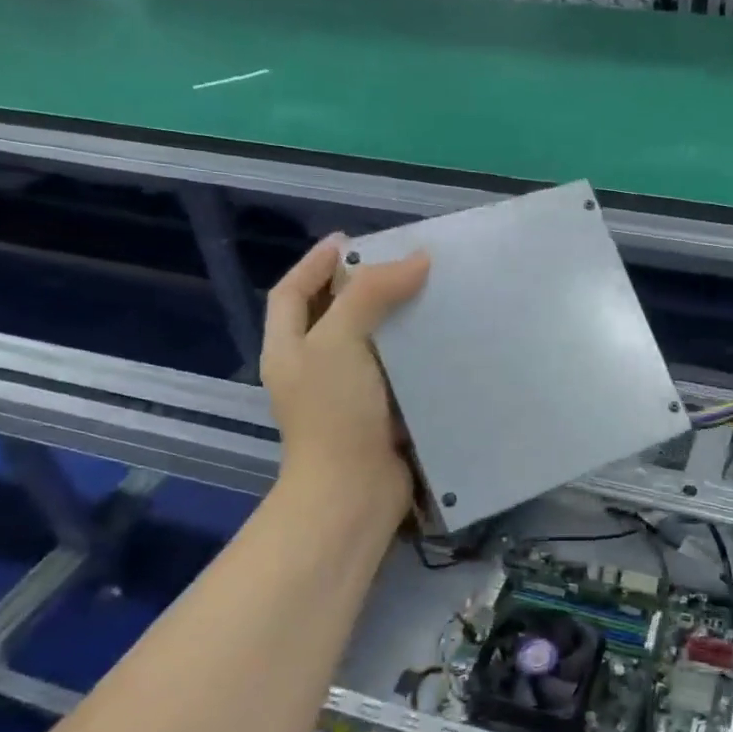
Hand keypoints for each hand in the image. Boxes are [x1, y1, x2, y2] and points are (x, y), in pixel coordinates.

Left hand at [261, 235, 429, 525]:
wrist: (355, 491)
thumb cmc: (335, 412)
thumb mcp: (340, 341)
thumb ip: (371, 295)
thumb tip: (416, 260)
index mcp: (289, 348)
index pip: (293, 293)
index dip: (315, 263)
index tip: (350, 240)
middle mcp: (314, 369)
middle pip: (333, 315)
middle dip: (362, 288)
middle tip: (402, 265)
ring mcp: (348, 394)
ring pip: (371, 344)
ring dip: (396, 320)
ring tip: (430, 295)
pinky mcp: (381, 414)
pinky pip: (398, 372)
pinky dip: (416, 355)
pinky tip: (444, 341)